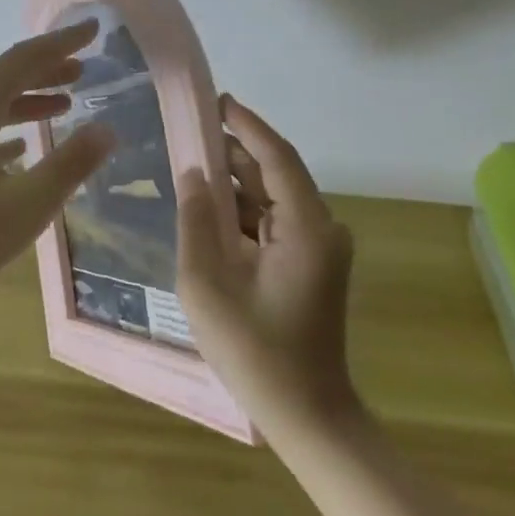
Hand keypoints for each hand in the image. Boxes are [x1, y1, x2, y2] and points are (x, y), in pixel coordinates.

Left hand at [0, 20, 117, 315]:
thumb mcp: (27, 204)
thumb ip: (70, 164)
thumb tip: (108, 130)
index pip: (20, 61)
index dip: (58, 43)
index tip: (91, 30)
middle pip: (4, 78)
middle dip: (45, 67)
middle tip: (84, 66)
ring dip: (29, 98)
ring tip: (66, 102)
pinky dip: (10, 130)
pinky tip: (25, 147)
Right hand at [178, 96, 359, 439]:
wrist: (306, 415)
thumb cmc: (254, 351)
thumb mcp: (208, 284)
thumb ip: (196, 221)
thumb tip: (192, 173)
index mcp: (306, 228)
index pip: (277, 156)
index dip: (247, 124)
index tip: (218, 100)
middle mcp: (322, 228)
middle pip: (275, 173)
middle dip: (234, 150)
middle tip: (192, 130)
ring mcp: (320, 248)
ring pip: (273, 197)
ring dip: (236, 182)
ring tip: (193, 163)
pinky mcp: (311, 264)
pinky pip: (274, 222)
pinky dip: (243, 211)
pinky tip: (209, 208)